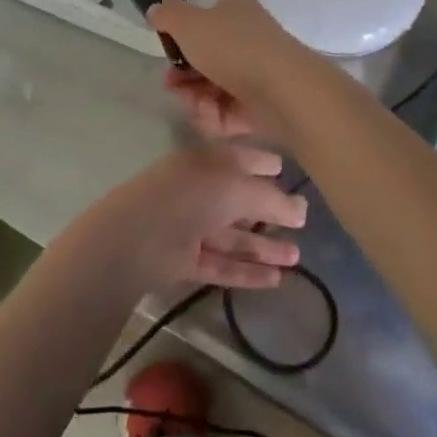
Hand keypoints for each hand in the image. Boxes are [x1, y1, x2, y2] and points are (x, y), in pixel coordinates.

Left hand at [70, 143, 307, 295]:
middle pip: (240, 199)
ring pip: (234, 235)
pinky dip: (247, 270)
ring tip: (297, 257)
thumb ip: (272, 199)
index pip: (241, 157)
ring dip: (264, 245)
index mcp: (209, 161)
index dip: (264, 162)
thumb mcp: (238, 188)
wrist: (134, 238)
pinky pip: (222, 263)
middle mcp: (201, 190)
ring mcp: (191, 226)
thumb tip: (302, 210)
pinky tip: (276, 280)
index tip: (286, 171)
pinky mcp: (185, 260)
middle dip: (270, 210)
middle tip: (302, 224)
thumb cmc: (191, 197)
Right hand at [148, 0, 329, 147]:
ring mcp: (257, 73)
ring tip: (194, 106)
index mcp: (235, 12)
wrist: (283, 90)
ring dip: (196, 99)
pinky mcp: (262, 106)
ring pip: (214, 88)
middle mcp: (248, 39)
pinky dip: (216, 116)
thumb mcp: (190, 23)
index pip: (203, 22)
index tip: (166, 54)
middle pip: (205, 59)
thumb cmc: (234, 48)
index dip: (180, 39)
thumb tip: (156, 9)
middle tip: (172, 86)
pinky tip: (211, 118)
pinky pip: (229, 112)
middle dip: (183, 76)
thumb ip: (168, 15)